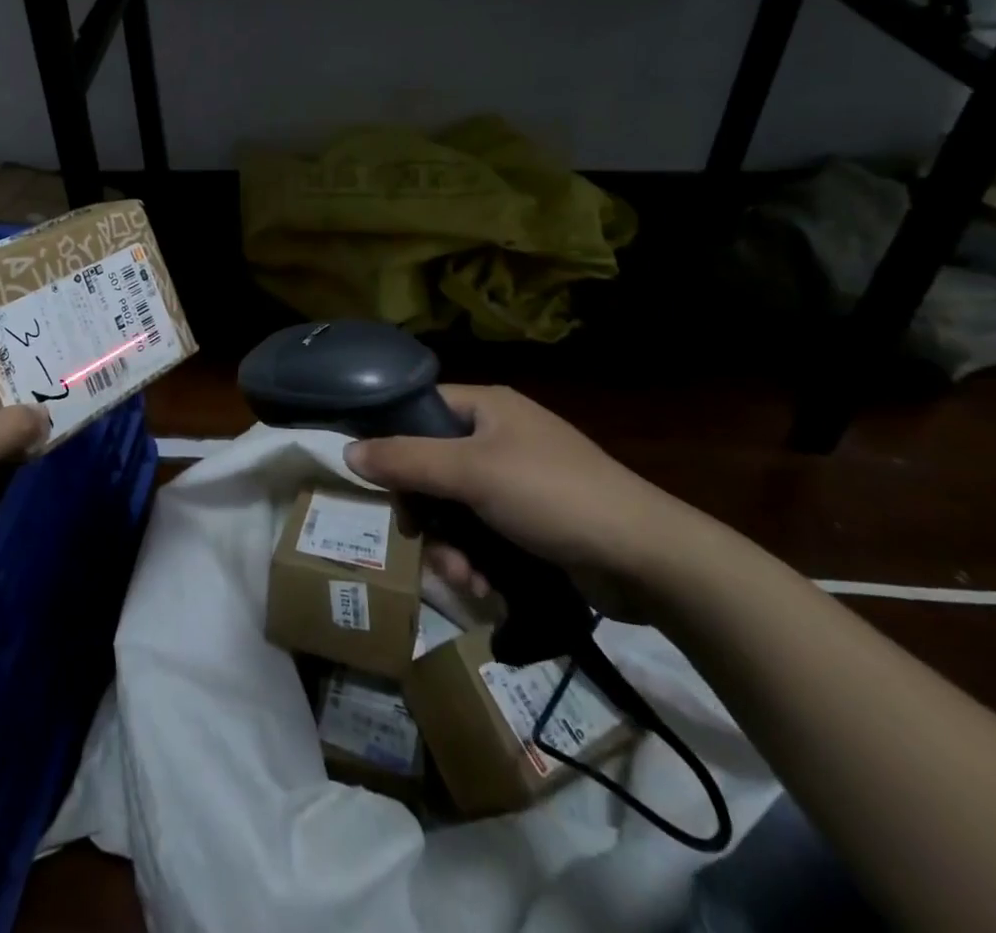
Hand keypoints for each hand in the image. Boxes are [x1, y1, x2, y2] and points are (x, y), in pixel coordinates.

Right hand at [345, 383, 694, 615]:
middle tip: (420, 540)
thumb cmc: (552, 496)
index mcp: (487, 407)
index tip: (382, 485)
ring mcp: (517, 481)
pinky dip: (476, 560)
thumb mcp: (471, 473)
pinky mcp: (532, 523)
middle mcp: (498, 437)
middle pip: (431, 467)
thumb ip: (406, 461)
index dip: (394, 444)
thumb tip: (347, 452)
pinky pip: (482, 534)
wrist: (648, 559)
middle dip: (425, 513)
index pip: (419, 411)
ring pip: (454, 508)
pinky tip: (484, 589)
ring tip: (464, 579)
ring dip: (449, 546)